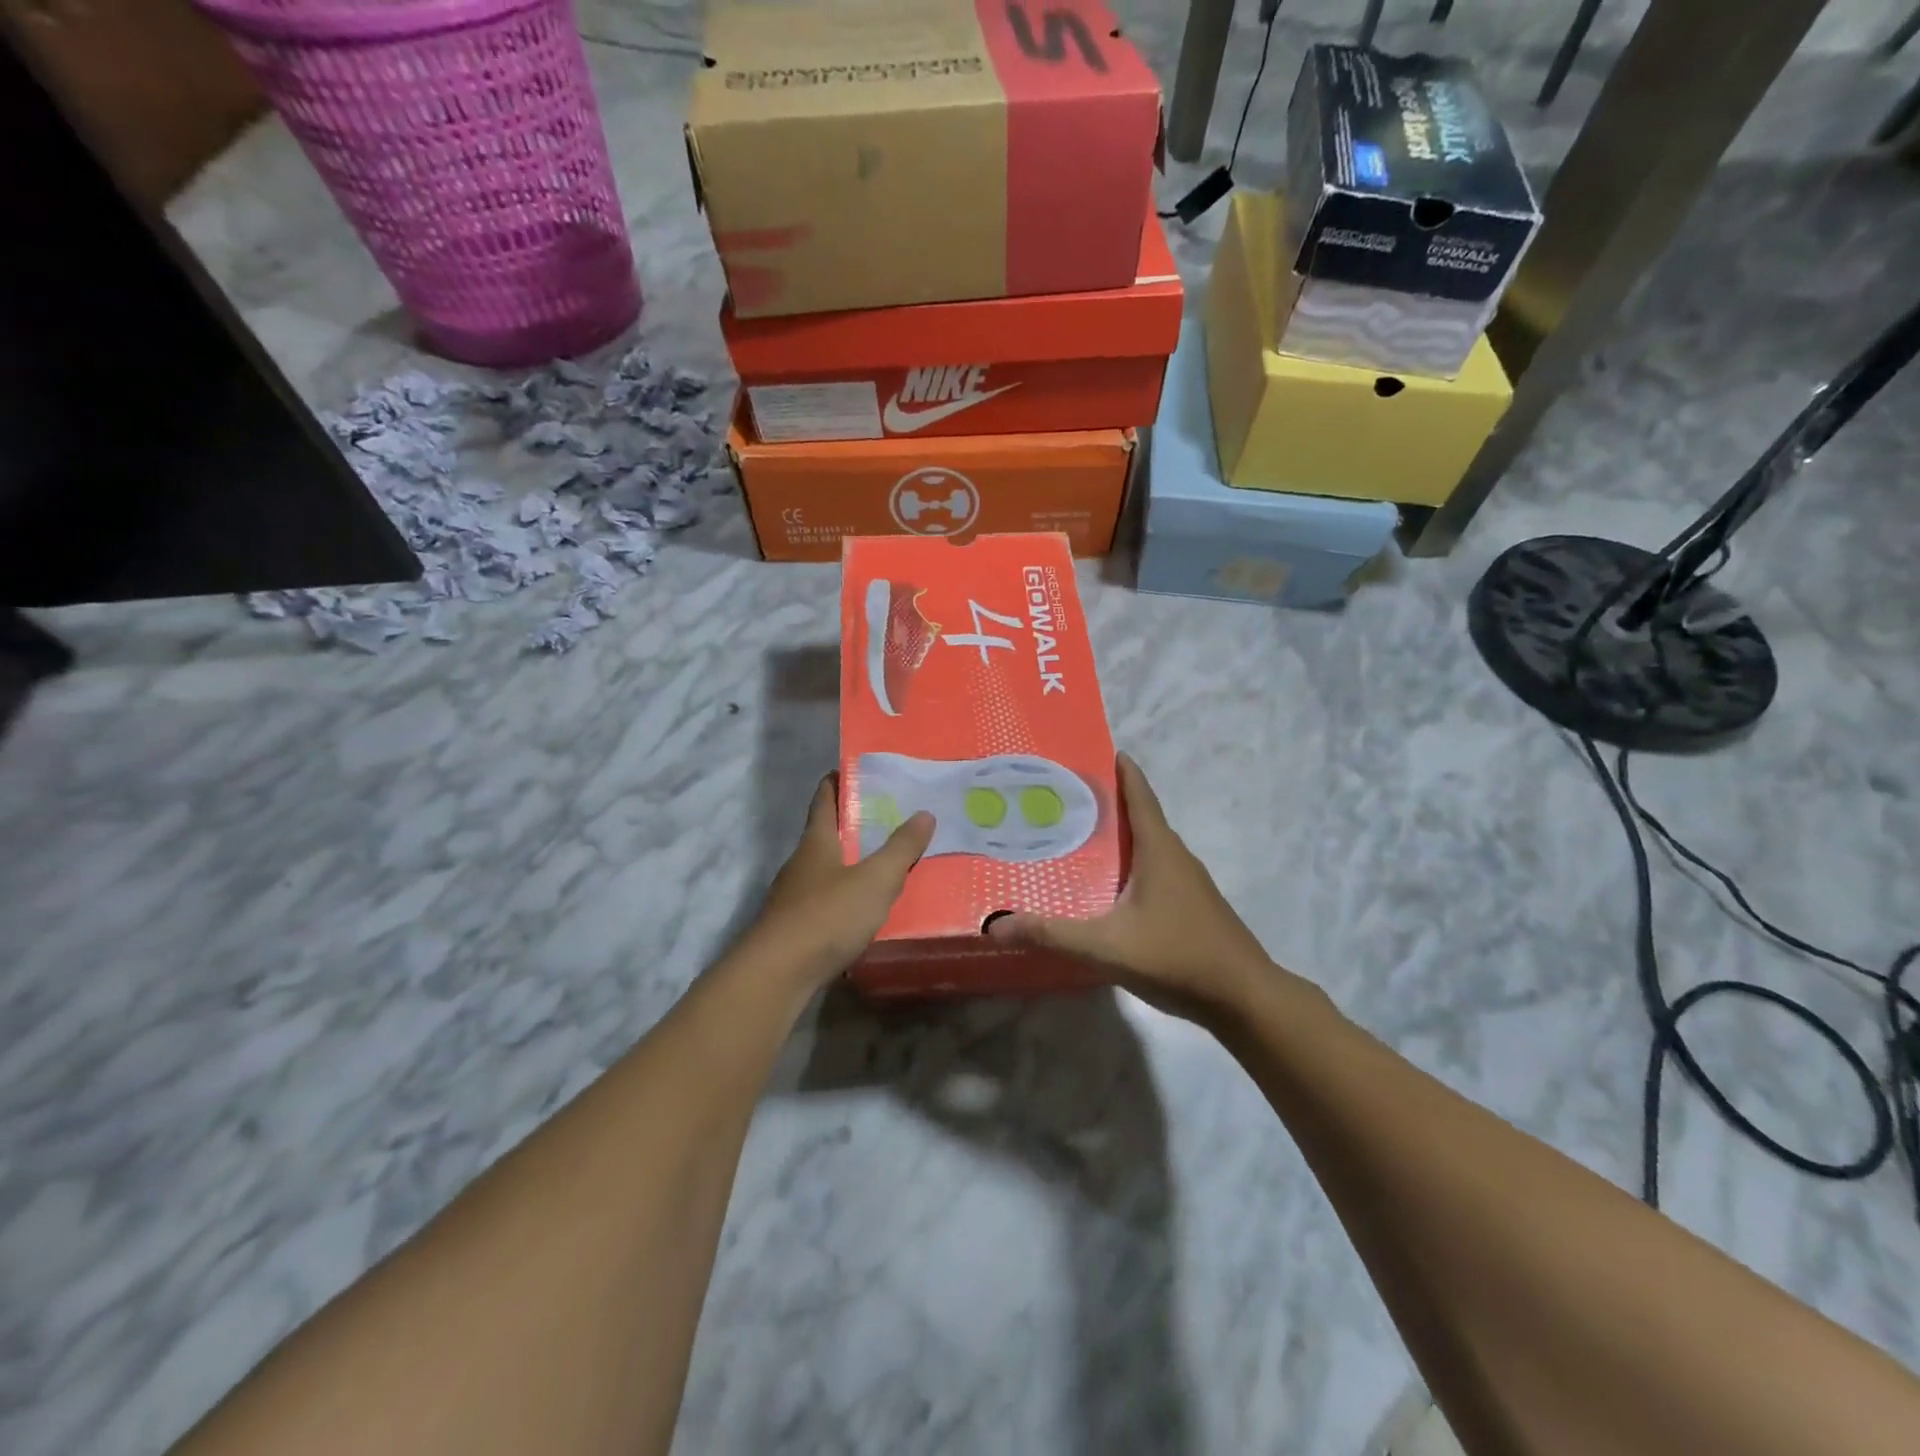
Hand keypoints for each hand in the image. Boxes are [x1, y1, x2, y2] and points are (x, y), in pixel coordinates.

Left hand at [738, 773, 932, 989]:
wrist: (778, 974)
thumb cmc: (828, 915)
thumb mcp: (875, 879)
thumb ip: (901, 848)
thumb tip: (924, 813)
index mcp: (816, 841)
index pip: (824, 799)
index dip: (838, 781)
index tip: (856, 770)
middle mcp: (801, 863)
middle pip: (825, 834)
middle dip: (852, 823)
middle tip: (888, 817)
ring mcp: (793, 896)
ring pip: (825, 869)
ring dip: (849, 862)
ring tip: (883, 863)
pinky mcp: (794, 927)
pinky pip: (825, 900)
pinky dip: (844, 896)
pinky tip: (863, 909)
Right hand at [987, 753, 1281, 1021]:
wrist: (1244, 998)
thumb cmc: (1177, 957)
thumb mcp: (1106, 946)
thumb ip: (1051, 934)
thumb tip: (995, 925)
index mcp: (1159, 849)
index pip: (1139, 794)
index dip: (1121, 770)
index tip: (1096, 750)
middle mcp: (1176, 856)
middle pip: (1140, 817)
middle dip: (1107, 803)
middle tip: (1064, 799)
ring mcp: (1188, 883)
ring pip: (1148, 847)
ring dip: (1119, 837)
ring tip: (1079, 839)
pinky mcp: (1192, 906)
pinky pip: (1155, 871)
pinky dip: (1131, 866)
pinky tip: (1110, 888)